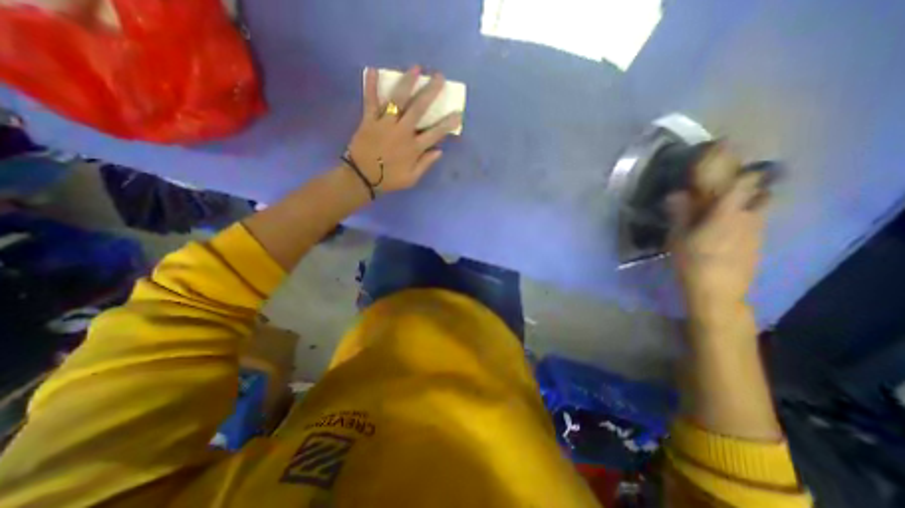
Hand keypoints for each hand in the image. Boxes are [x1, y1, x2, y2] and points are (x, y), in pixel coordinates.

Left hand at [345, 66, 461, 191]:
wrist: (362, 178)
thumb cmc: (389, 179)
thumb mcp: (411, 179)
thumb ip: (426, 164)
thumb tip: (440, 151)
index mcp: (414, 147)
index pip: (435, 133)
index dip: (447, 124)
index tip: (458, 113)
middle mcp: (402, 132)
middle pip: (419, 109)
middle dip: (430, 92)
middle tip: (439, 77)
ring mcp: (385, 124)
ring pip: (397, 100)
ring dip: (407, 83)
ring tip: (416, 68)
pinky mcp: (369, 120)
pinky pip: (370, 101)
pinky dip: (370, 86)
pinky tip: (372, 69)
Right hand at [667, 146, 765, 318]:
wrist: (717, 292)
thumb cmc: (693, 262)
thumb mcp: (678, 238)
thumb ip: (679, 213)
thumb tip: (676, 193)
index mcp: (727, 214)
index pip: (744, 182)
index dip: (739, 166)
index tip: (728, 154)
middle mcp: (749, 218)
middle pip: (760, 192)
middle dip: (748, 183)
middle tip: (726, 183)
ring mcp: (756, 232)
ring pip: (759, 208)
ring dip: (746, 201)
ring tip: (723, 205)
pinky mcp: (756, 244)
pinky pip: (754, 222)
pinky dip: (743, 217)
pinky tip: (724, 227)